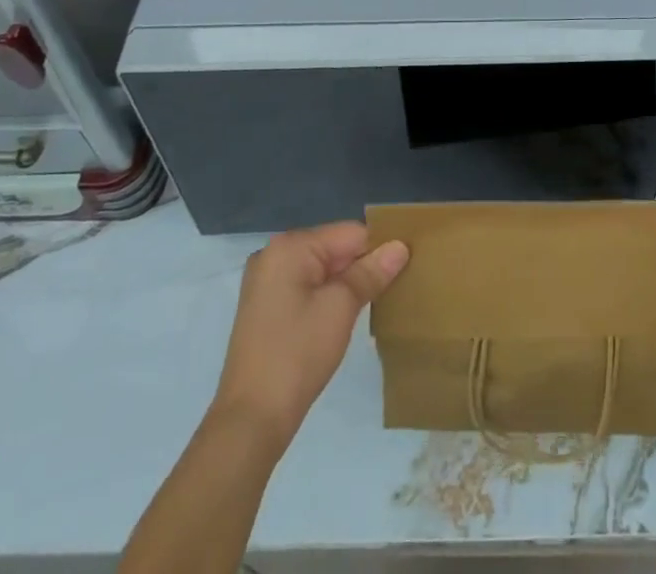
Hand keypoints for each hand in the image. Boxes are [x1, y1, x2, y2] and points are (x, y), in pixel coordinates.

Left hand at [213, 222, 408, 444]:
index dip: (379, 248)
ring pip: (322, 269)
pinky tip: (344, 316)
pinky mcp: (265, 307)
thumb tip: (400, 246)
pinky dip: (327, 295)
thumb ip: (371, 272)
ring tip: (374, 302)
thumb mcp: (341, 308)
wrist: (250, 421)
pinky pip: (306, 286)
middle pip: (334, 248)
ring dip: (347, 283)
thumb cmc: (297, 355)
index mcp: (289, 246)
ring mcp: (266, 282)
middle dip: (362, 266)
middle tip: (393, 287)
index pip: (349, 233)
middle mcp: (273, 254)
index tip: (405, 268)